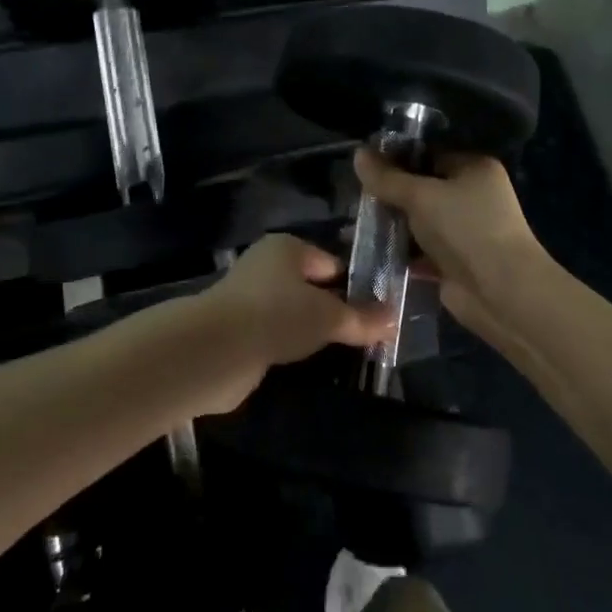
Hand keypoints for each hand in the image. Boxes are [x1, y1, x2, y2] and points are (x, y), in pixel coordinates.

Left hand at [190, 234, 391, 413]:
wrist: (216, 350)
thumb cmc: (277, 316)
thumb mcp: (328, 317)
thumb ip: (362, 319)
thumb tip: (395, 318)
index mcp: (287, 248)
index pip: (331, 263)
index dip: (356, 286)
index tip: (379, 314)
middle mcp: (266, 266)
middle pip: (311, 287)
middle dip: (335, 311)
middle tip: (366, 337)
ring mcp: (249, 298)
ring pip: (293, 313)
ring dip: (311, 331)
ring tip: (343, 354)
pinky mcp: (238, 329)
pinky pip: (276, 334)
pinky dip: (290, 346)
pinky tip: (308, 364)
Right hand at [353, 149, 545, 338]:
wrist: (501, 293)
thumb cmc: (465, 229)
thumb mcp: (421, 196)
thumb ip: (387, 178)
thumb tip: (357, 153)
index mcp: (474, 168)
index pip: (429, 154)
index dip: (397, 159)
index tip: (366, 165)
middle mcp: (473, 195)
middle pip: (423, 187)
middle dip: (392, 193)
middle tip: (357, 193)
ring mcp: (465, 230)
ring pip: (420, 220)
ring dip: (394, 223)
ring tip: (357, 220)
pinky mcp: (455, 261)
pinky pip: (421, 248)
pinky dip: (402, 249)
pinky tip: (372, 247)